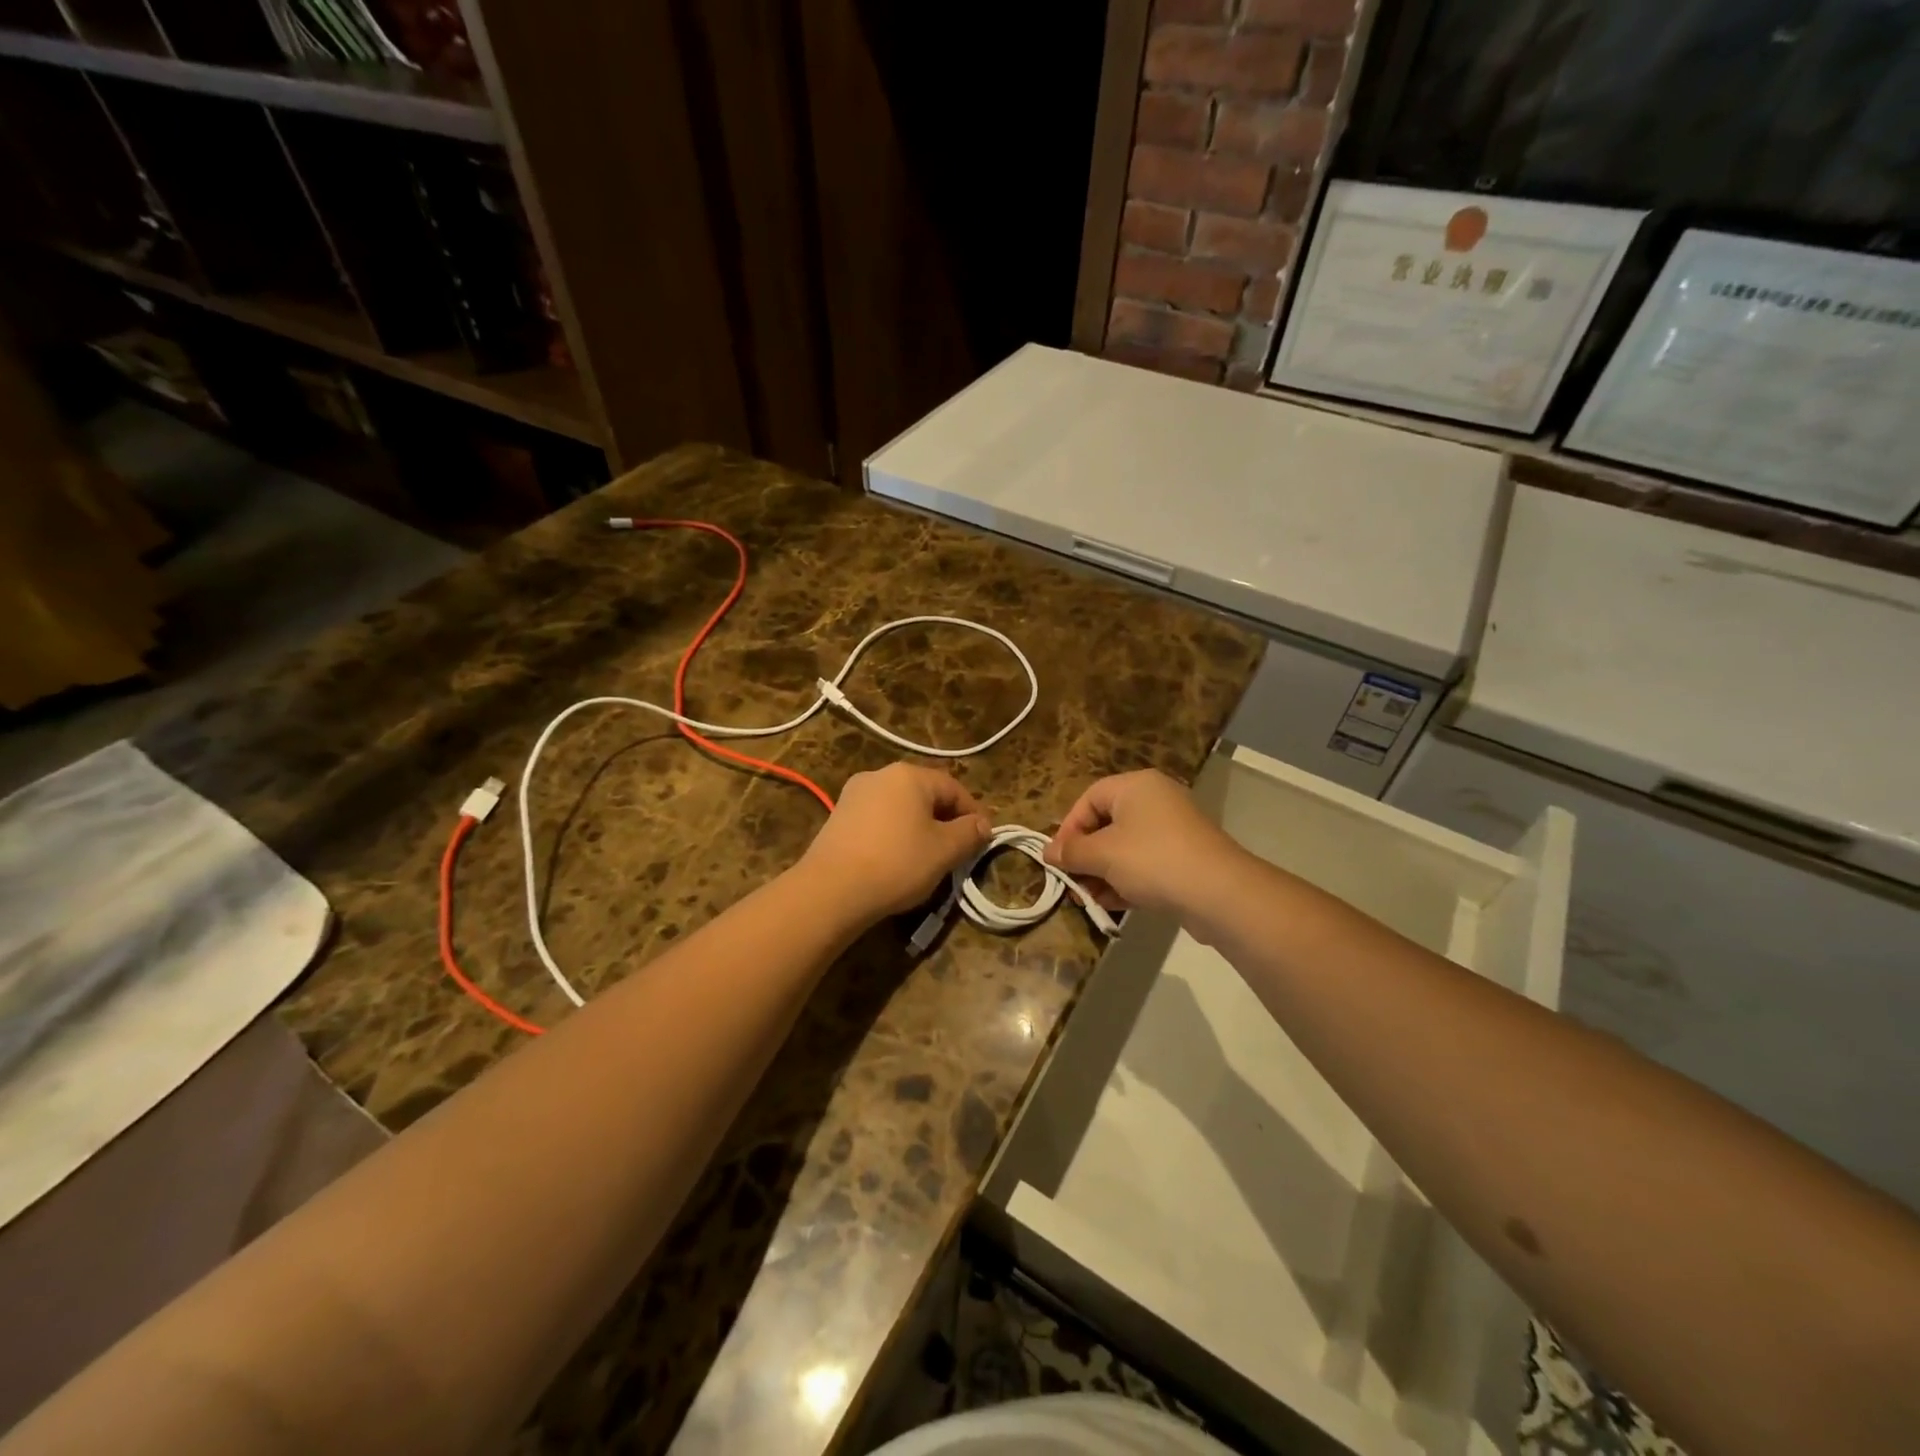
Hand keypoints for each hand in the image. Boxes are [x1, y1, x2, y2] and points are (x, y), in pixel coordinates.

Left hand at [798, 764, 991, 921]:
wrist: (831, 890)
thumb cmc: (896, 863)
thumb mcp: (944, 850)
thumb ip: (969, 833)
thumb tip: (982, 824)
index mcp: (909, 775)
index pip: (953, 788)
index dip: (973, 814)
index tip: (983, 840)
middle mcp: (880, 775)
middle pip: (925, 794)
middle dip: (945, 820)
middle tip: (958, 850)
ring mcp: (854, 794)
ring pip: (900, 807)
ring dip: (919, 828)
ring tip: (928, 858)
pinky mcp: (838, 817)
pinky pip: (878, 820)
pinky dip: (894, 834)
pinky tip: (896, 860)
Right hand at [1044, 769, 1240, 914]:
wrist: (1218, 893)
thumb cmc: (1152, 860)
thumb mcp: (1103, 855)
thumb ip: (1071, 852)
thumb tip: (1047, 852)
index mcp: (1135, 786)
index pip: (1089, 798)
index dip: (1069, 828)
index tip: (1058, 859)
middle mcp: (1155, 800)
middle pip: (1106, 824)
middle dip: (1085, 856)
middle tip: (1071, 883)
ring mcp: (1173, 830)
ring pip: (1125, 848)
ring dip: (1102, 873)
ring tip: (1088, 900)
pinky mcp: (1184, 858)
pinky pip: (1145, 864)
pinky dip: (1126, 881)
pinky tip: (1111, 905)